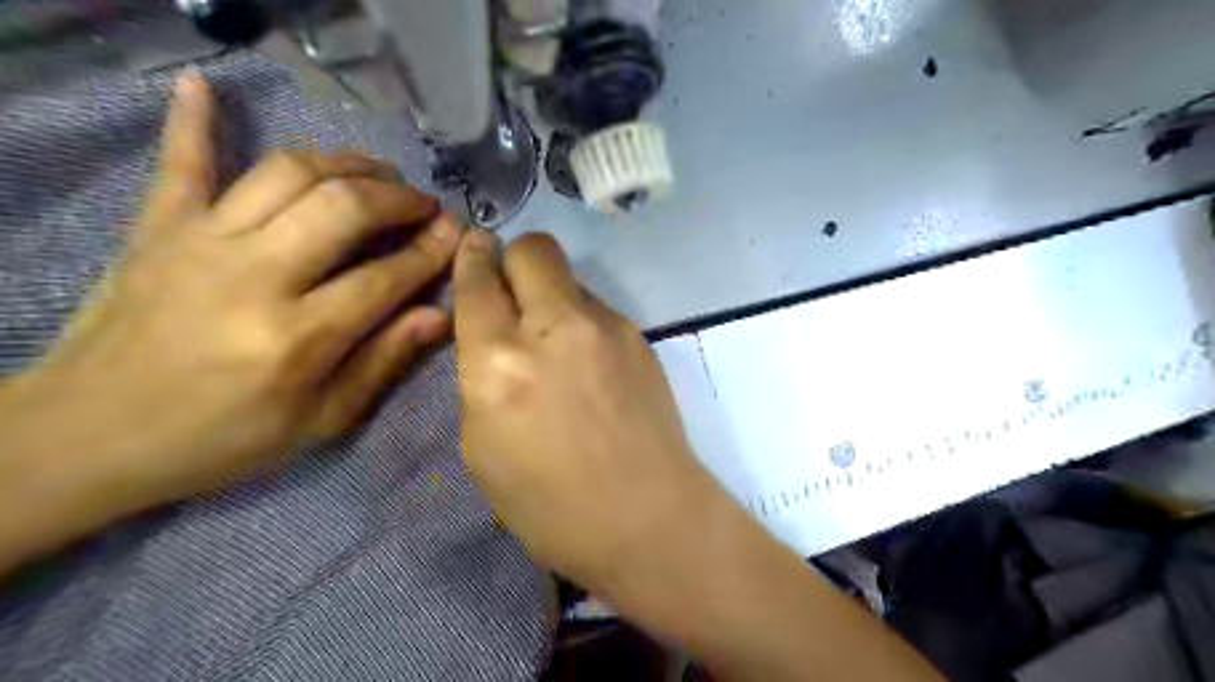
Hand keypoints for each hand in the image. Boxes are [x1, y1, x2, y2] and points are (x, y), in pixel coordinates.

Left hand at [1, 70, 463, 516]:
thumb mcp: (319, 422)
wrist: (90, 437)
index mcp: (297, 337)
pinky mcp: (157, 227)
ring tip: (377, 173)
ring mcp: (200, 242)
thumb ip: (382, 363)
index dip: (430, 251)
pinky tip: (205, 84)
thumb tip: (439, 315)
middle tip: (423, 204)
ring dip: (345, 163)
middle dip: (397, 198)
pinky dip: (195, 120)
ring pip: (288, 173)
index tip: (458, 232)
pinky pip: (182, 161)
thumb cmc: (222, 439)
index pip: (385, 277)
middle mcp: (255, 276)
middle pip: (343, 208)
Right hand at [450, 230, 723, 591]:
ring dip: (552, 295)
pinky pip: (598, 309)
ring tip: (556, 342)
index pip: (477, 283)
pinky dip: (582, 323)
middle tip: (511, 289)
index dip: (471, 258)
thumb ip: (481, 379)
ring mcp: (606, 328)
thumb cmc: (551, 505)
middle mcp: (553, 328)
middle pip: (533, 249)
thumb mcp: (483, 449)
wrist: (647, 516)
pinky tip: (590, 365)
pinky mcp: (639, 337)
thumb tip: (494, 341)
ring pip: (570, 278)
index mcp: (499, 363)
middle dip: (514, 258)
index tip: (473, 245)